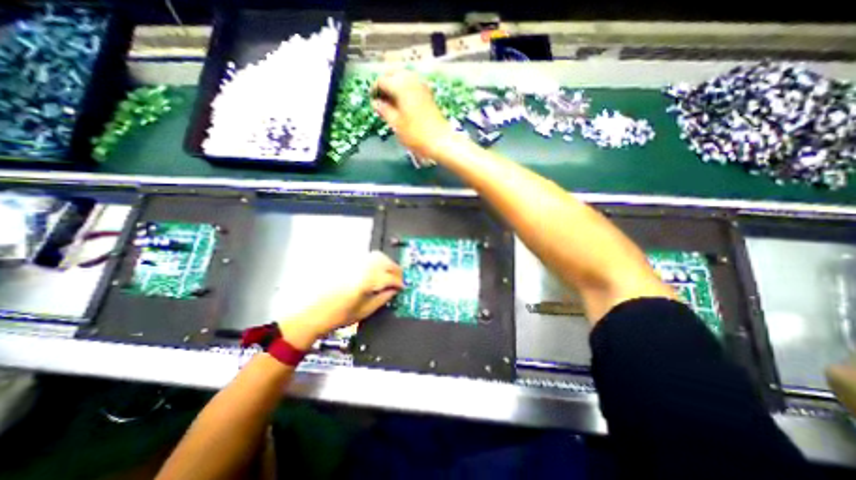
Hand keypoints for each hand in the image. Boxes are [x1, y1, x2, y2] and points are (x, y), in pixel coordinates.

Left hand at [333, 250, 405, 323]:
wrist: (314, 313)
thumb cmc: (338, 315)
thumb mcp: (366, 310)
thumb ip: (384, 298)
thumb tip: (395, 290)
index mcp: (366, 281)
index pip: (390, 277)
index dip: (399, 283)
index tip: (402, 287)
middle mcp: (360, 268)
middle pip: (386, 262)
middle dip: (396, 270)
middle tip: (399, 280)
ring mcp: (353, 263)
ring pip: (377, 256)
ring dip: (387, 263)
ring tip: (390, 274)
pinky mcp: (348, 262)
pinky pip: (367, 257)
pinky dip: (377, 262)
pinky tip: (377, 271)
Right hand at [371, 70, 456, 159]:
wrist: (441, 141)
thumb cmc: (416, 134)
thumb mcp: (396, 124)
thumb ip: (384, 110)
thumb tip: (375, 103)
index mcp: (401, 85)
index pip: (382, 80)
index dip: (374, 90)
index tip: (372, 102)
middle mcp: (411, 80)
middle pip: (393, 74)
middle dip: (385, 85)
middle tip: (381, 101)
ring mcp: (422, 86)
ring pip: (404, 78)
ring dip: (395, 86)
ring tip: (391, 103)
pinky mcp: (428, 94)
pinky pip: (413, 85)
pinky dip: (405, 90)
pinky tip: (403, 104)